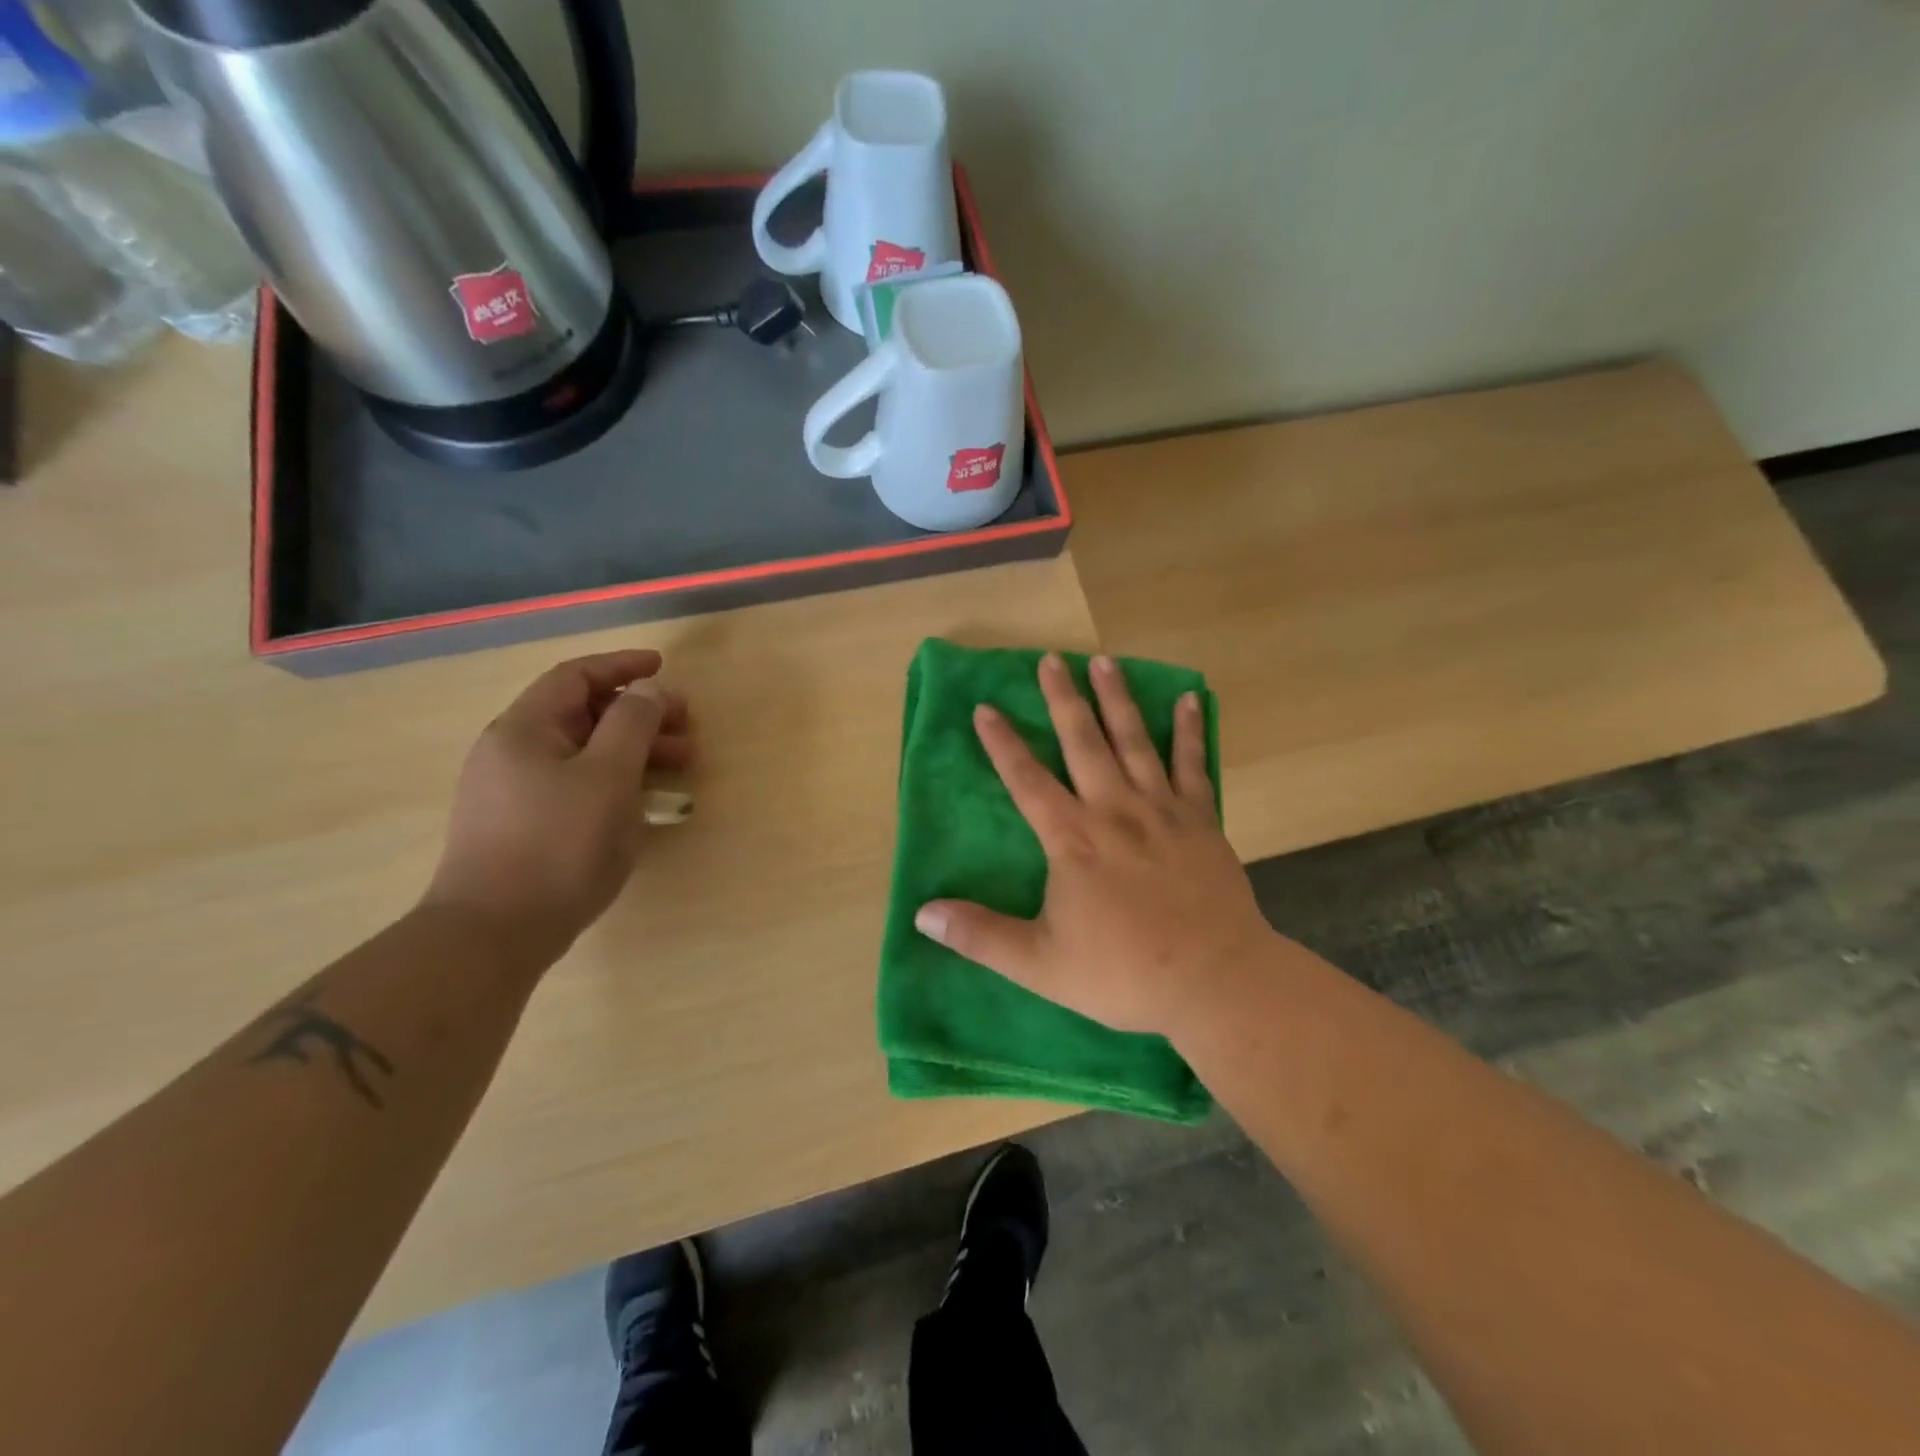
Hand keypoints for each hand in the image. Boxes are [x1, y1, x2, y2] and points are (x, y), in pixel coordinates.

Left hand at [423, 650, 691, 957]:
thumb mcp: (607, 776)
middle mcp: (512, 752)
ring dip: (633, 750)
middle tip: (686, 726)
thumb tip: (645, 689)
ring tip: (680, 765)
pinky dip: (615, 779)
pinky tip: (643, 799)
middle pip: (582, 714)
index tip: (663, 668)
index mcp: (524, 729)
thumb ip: (631, 724)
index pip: (575, 677)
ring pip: (583, 752)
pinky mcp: (523, 826)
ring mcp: (514, 792)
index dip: (621, 666)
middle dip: (639, 714)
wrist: (493, 933)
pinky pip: (576, 784)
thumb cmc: (558, 845)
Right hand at [914, 652, 1273, 1037]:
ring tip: (1104, 661)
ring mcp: (1161, 810)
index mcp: (1072, 840)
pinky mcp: (1201, 820)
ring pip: (1135, 741)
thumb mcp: (1040, 964)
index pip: (1027, 780)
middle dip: (1063, 699)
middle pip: (1082, 742)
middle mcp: (1114, 810)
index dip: (1003, 743)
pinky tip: (1188, 699)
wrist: (1214, 980)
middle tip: (1051, 659)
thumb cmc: (1123, 973)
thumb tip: (922, 913)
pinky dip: (1189, 730)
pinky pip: (1193, 764)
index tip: (986, 707)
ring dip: (1117, 699)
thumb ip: (981, 936)